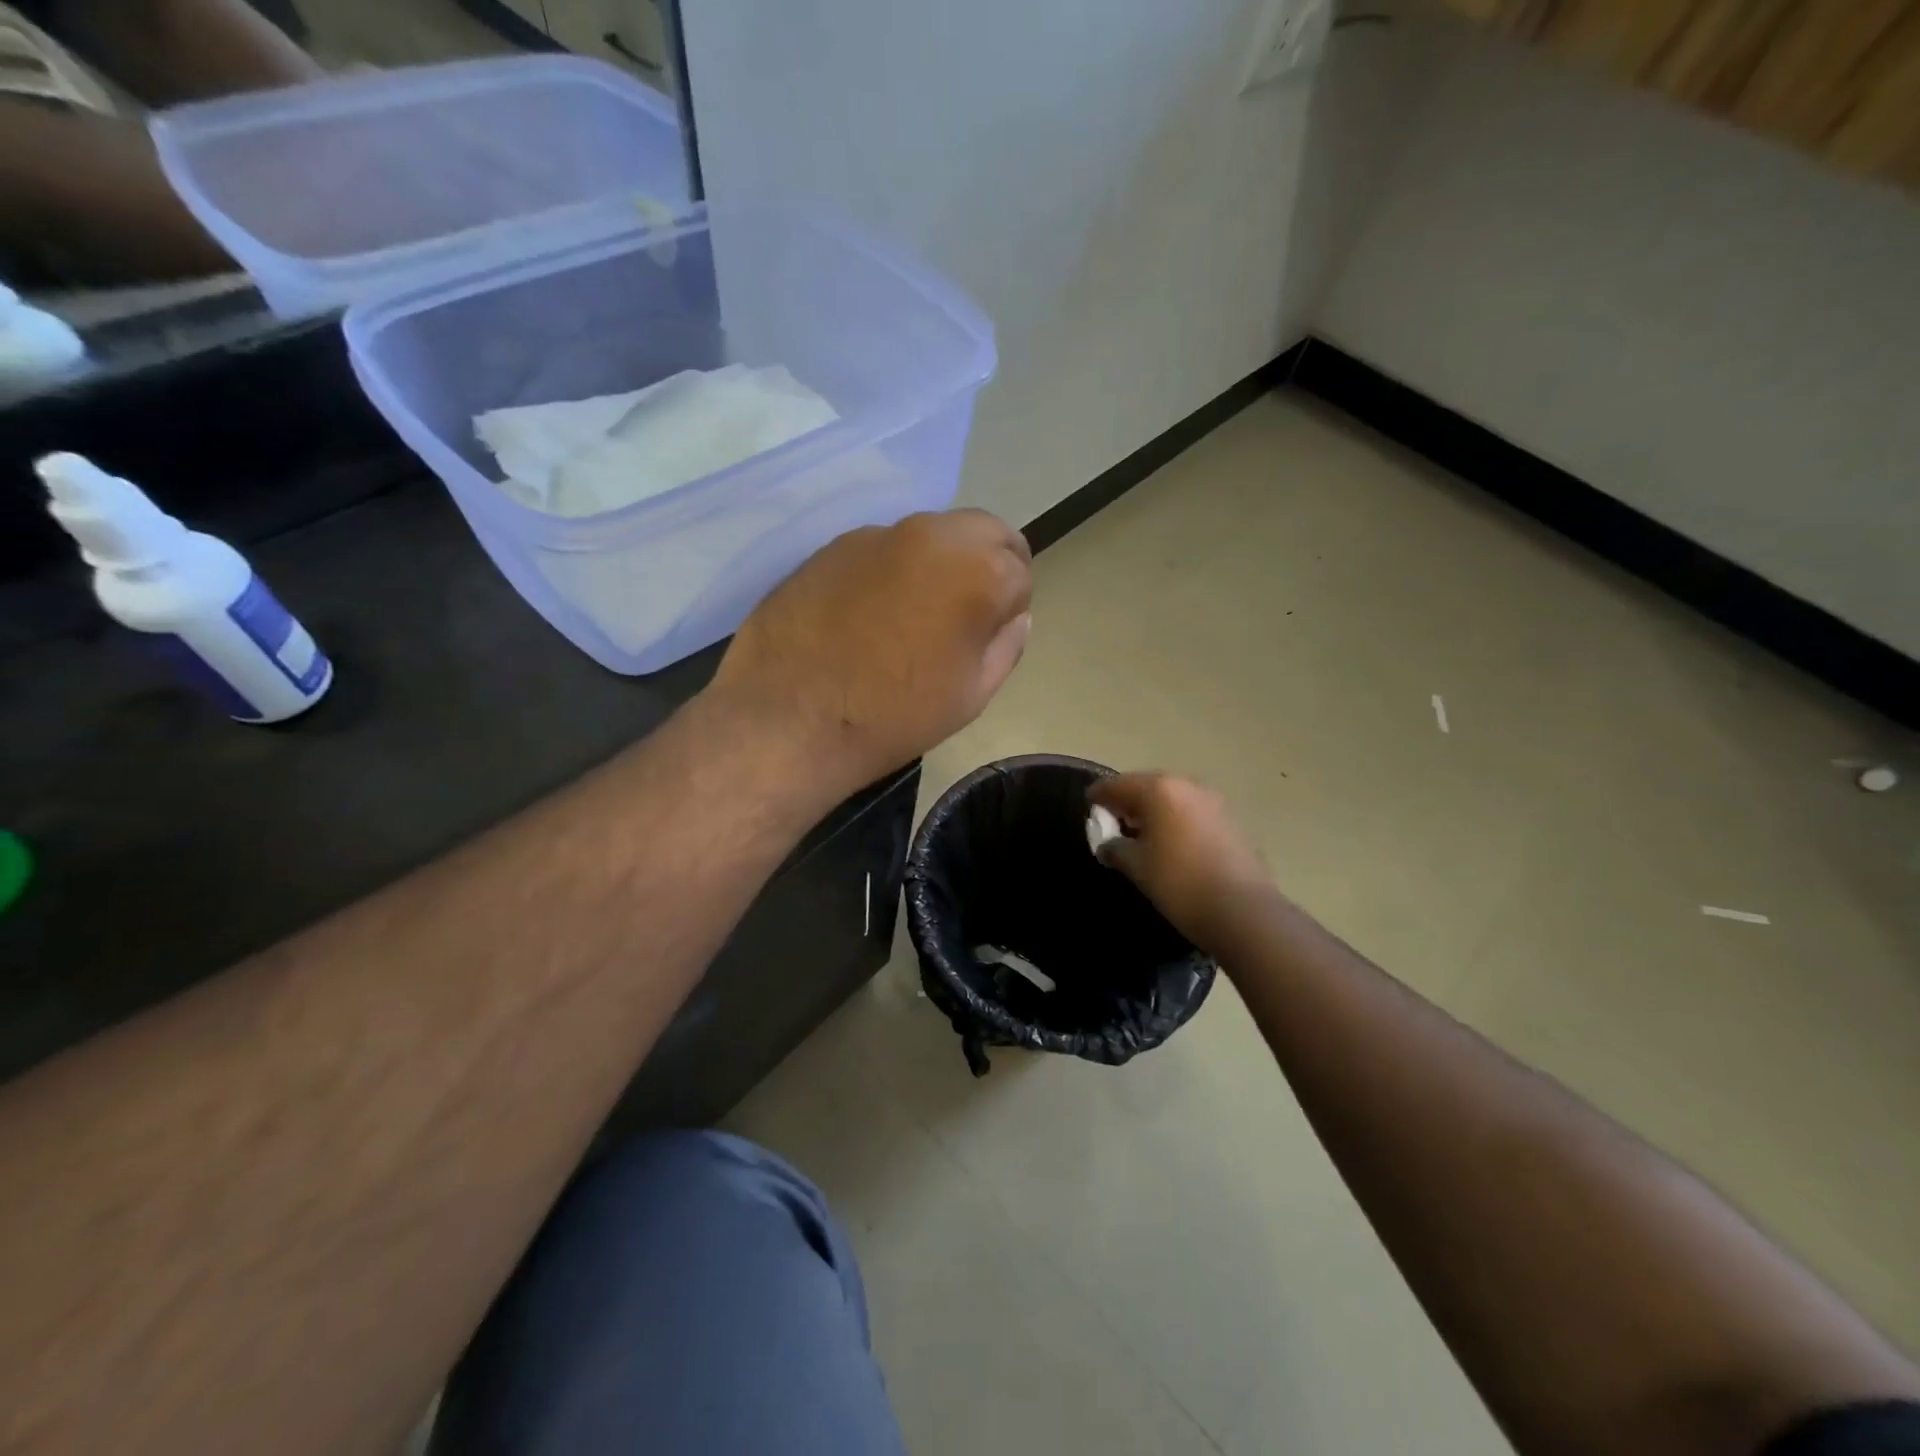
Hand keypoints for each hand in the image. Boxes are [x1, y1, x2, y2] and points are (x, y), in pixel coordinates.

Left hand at [710, 510, 1032, 791]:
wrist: (788, 719)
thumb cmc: (893, 717)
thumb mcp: (972, 695)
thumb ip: (1006, 644)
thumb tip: (1012, 616)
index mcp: (978, 572)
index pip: (1020, 571)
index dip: (1010, 606)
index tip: (988, 635)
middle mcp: (932, 535)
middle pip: (983, 532)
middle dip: (988, 563)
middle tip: (965, 613)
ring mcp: (878, 534)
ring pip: (932, 534)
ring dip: (939, 562)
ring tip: (912, 615)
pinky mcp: (834, 545)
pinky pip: (884, 547)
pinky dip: (892, 568)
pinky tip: (868, 613)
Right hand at [1088, 773, 1274, 951]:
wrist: (1243, 911)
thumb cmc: (1179, 883)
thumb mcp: (1137, 867)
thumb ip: (1115, 848)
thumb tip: (1108, 844)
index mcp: (1159, 790)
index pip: (1118, 785)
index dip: (1099, 796)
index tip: (1088, 806)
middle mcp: (1187, 786)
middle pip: (1148, 787)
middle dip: (1128, 802)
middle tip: (1113, 821)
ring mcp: (1214, 801)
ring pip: (1173, 798)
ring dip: (1155, 811)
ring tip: (1141, 835)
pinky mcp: (1232, 821)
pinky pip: (1193, 812)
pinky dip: (1177, 821)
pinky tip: (1171, 844)